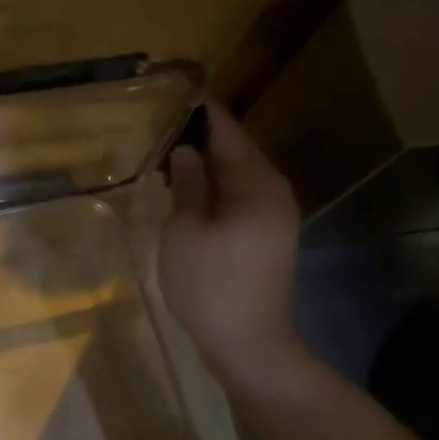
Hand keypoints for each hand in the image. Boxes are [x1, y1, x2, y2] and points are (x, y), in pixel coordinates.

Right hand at [159, 103, 304, 387]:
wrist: (249, 345)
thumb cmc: (211, 284)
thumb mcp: (186, 229)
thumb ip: (187, 183)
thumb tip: (187, 149)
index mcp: (257, 184)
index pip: (229, 133)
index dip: (203, 114)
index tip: (178, 95)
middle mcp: (274, 192)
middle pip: (236, 153)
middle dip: (202, 140)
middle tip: (163, 129)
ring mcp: (275, 217)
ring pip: (237, 177)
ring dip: (206, 167)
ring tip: (169, 158)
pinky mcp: (268, 237)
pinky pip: (239, 199)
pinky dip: (215, 190)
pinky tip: (188, 194)